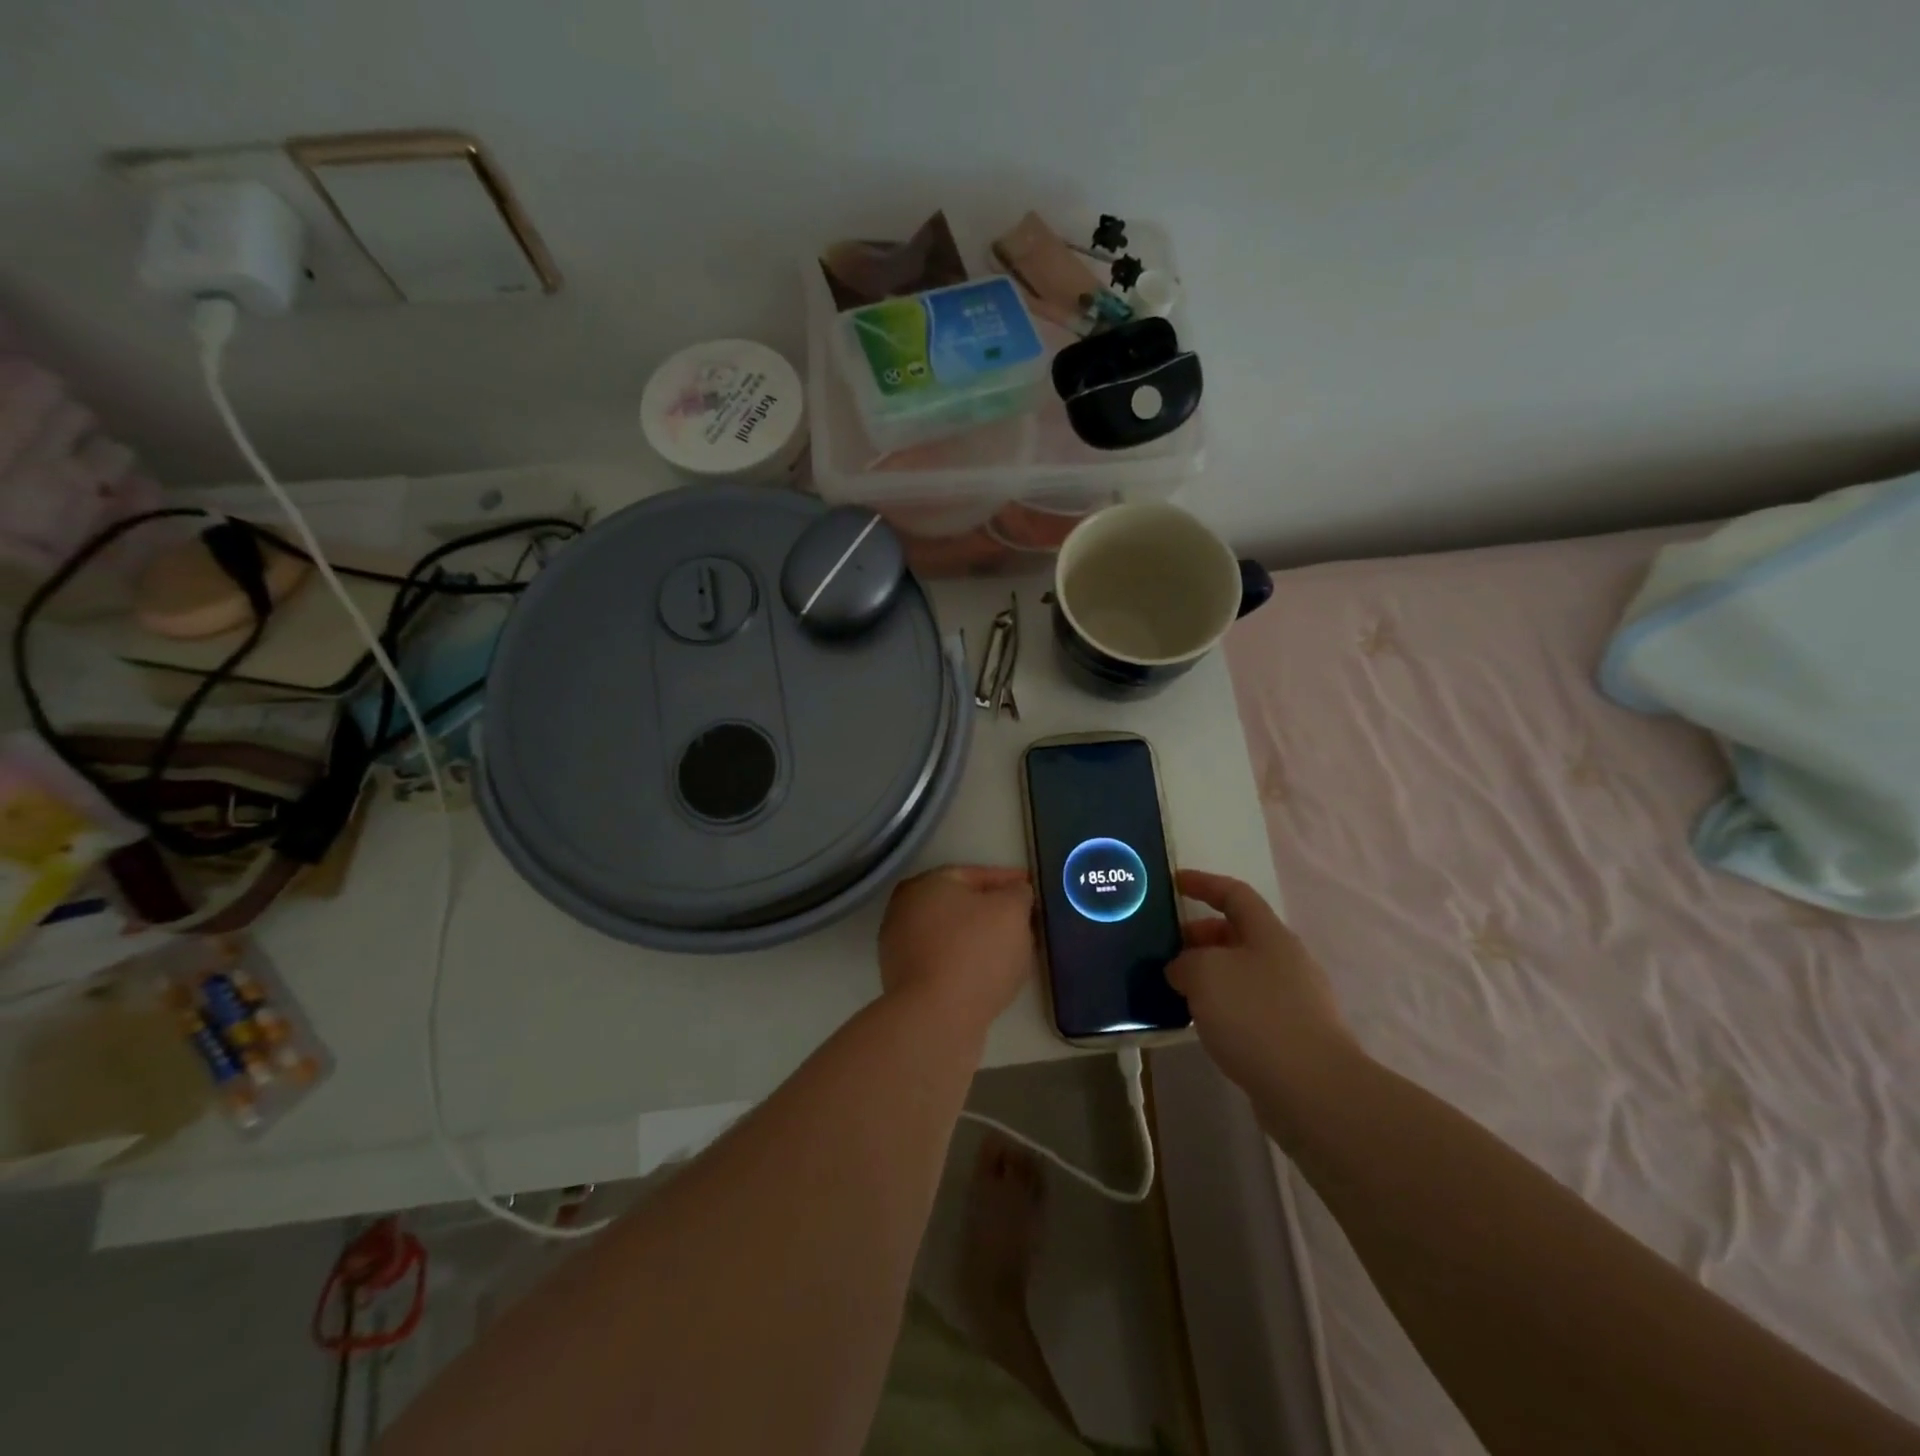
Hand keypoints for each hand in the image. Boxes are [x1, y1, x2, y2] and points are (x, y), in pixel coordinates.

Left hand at [878, 866, 1036, 1031]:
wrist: (936, 1018)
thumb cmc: (975, 952)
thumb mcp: (1011, 911)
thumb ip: (1018, 893)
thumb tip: (1015, 892)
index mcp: (926, 883)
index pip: (974, 874)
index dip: (1007, 880)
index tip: (1031, 888)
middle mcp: (905, 909)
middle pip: (959, 904)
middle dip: (992, 910)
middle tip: (1023, 919)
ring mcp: (899, 947)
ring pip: (951, 935)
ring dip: (980, 939)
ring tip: (1012, 950)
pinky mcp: (904, 981)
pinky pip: (944, 962)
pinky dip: (966, 963)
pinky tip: (989, 975)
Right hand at [1168, 870, 1357, 1097]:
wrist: (1313, 1090)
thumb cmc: (1255, 1016)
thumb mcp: (1204, 974)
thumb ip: (1185, 962)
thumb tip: (1184, 970)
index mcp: (1269, 934)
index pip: (1234, 894)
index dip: (1203, 884)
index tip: (1173, 883)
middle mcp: (1286, 960)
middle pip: (1238, 934)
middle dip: (1200, 936)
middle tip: (1165, 950)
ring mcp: (1294, 999)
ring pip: (1242, 973)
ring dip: (1209, 975)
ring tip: (1176, 989)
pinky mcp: (1294, 1036)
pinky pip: (1249, 1006)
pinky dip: (1223, 1006)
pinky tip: (1202, 1024)